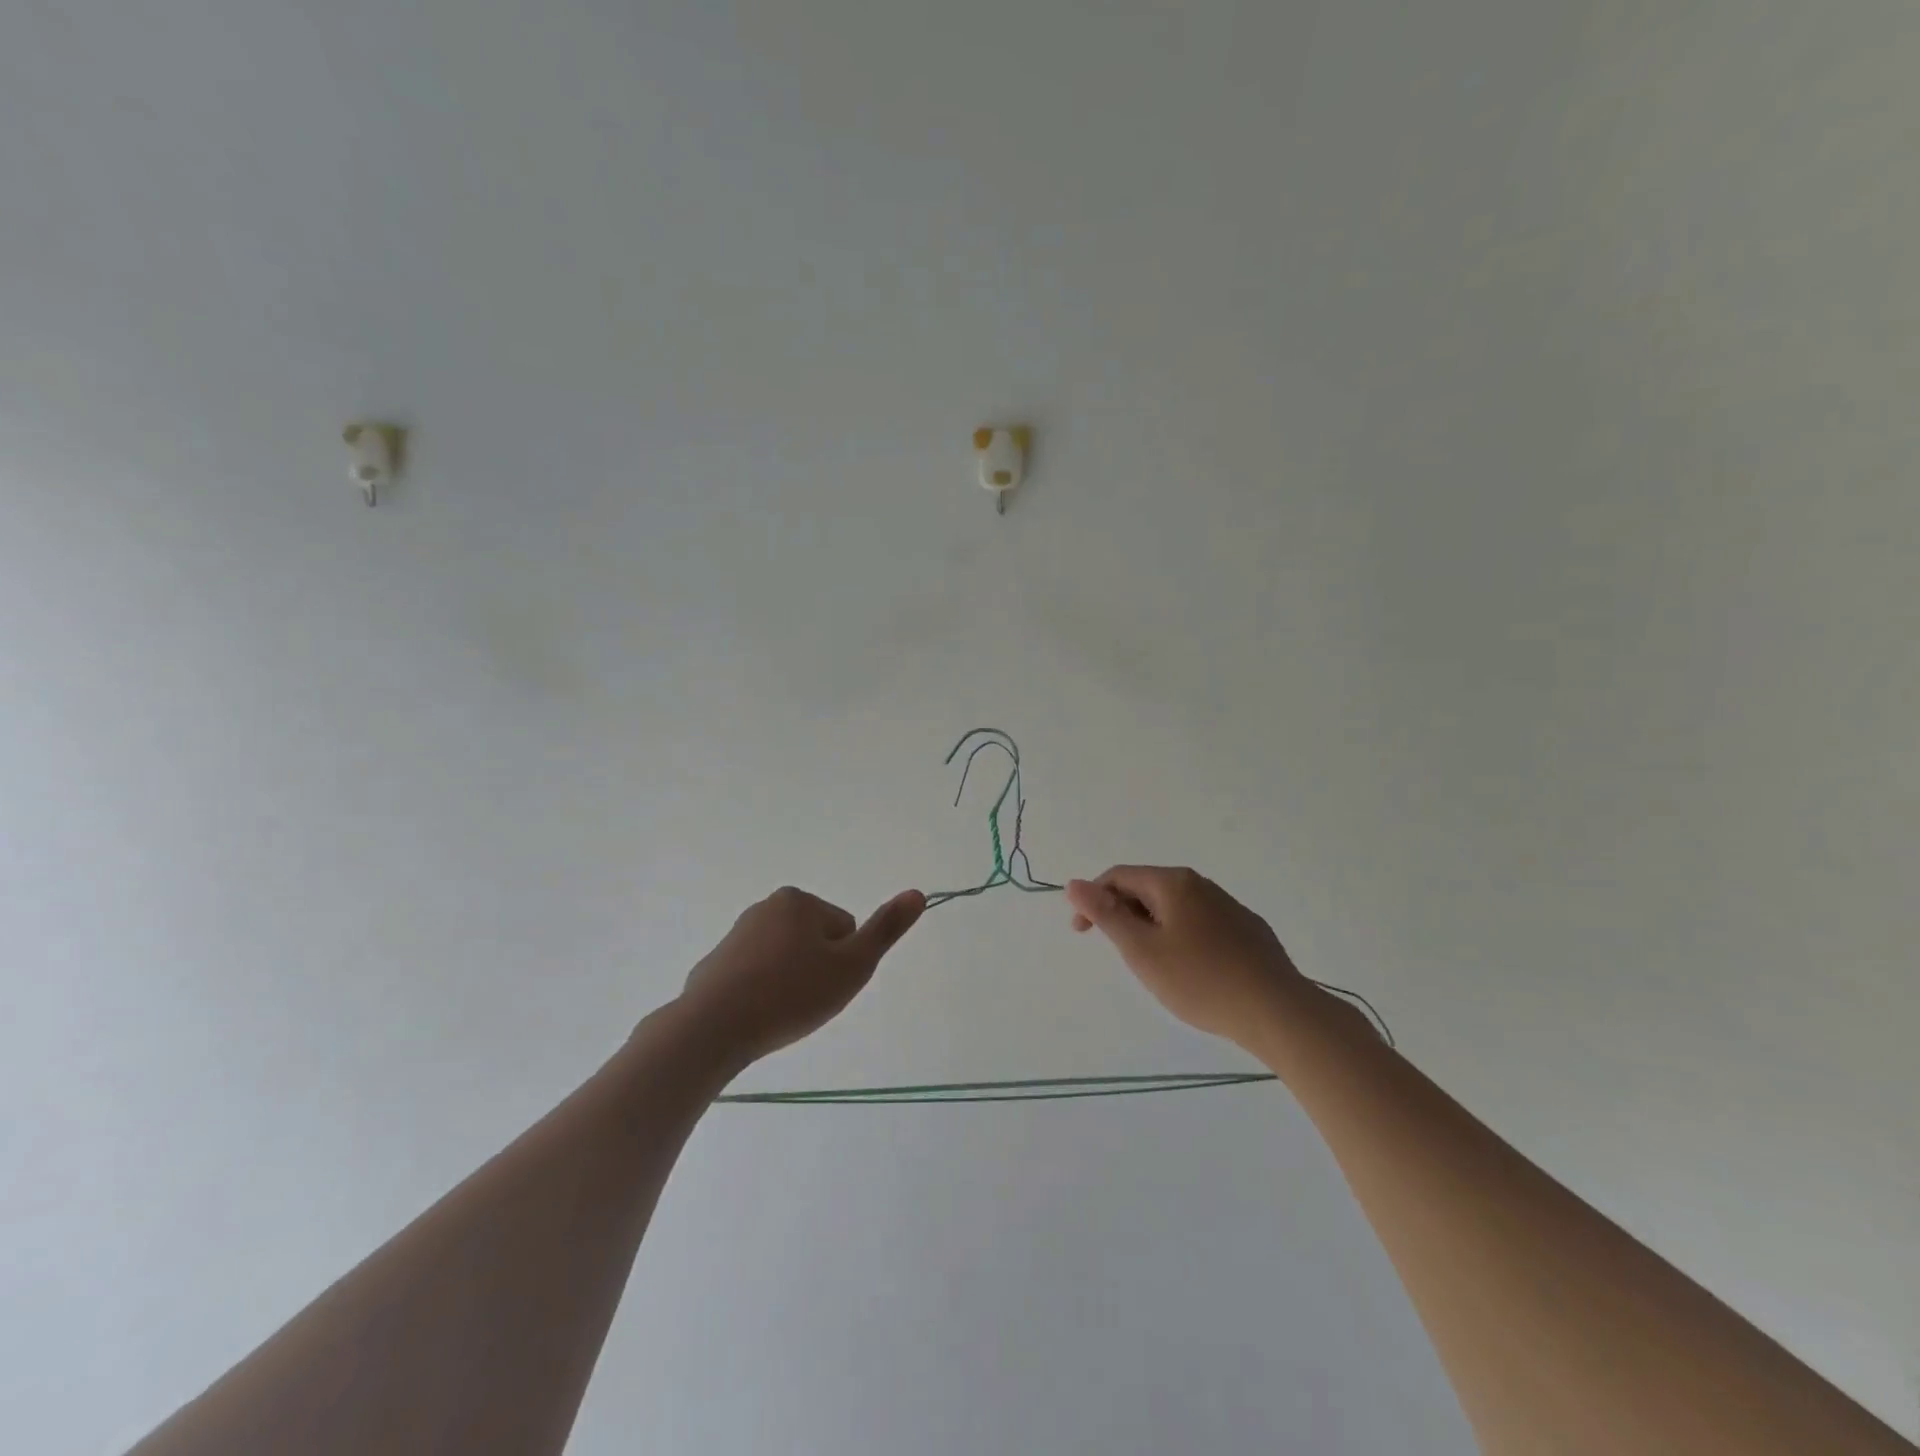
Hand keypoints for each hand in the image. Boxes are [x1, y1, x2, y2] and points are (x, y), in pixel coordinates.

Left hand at [676, 886, 924, 1064]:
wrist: (712, 1028)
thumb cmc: (791, 993)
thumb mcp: (853, 965)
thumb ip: (886, 929)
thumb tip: (918, 893)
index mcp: (799, 901)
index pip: (844, 929)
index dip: (844, 962)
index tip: (826, 985)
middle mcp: (766, 907)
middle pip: (814, 941)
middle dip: (816, 970)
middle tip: (805, 1002)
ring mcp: (736, 935)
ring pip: (785, 960)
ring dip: (790, 983)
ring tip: (780, 1013)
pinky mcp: (715, 965)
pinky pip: (755, 977)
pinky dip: (761, 994)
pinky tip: (755, 1018)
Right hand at [1067, 866, 1307, 1047]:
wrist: (1277, 1012)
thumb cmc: (1200, 980)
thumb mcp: (1142, 950)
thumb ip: (1106, 914)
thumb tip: (1074, 883)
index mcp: (1172, 883)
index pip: (1118, 876)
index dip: (1093, 900)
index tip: (1082, 934)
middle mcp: (1200, 884)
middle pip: (1147, 888)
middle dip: (1123, 913)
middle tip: (1119, 953)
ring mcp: (1228, 906)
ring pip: (1174, 907)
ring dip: (1151, 926)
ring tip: (1152, 964)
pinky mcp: (1247, 929)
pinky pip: (1200, 922)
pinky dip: (1180, 936)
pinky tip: (1191, 969)